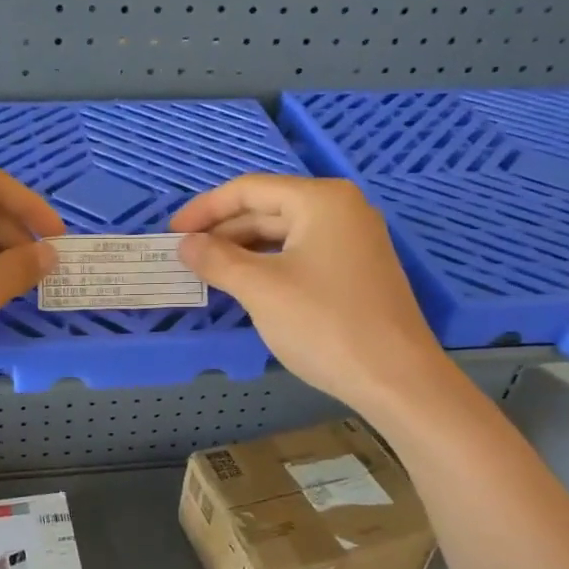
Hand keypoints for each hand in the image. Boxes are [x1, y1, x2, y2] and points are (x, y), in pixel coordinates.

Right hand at [171, 175, 446, 408]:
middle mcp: (340, 209)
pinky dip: (267, 266)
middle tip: (185, 256)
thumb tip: (185, 244)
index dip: (205, 209)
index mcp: (320, 200)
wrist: (396, 379)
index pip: (249, 190)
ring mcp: (352, 240)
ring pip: (283, 235)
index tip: (172, 233)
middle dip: (222, 231)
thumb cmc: (324, 325)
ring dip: (242, 251)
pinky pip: (300, 255)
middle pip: (267, 209)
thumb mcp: (260, 289)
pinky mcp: (355, 270)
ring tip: (207, 272)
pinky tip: (244, 286)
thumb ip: (217, 260)